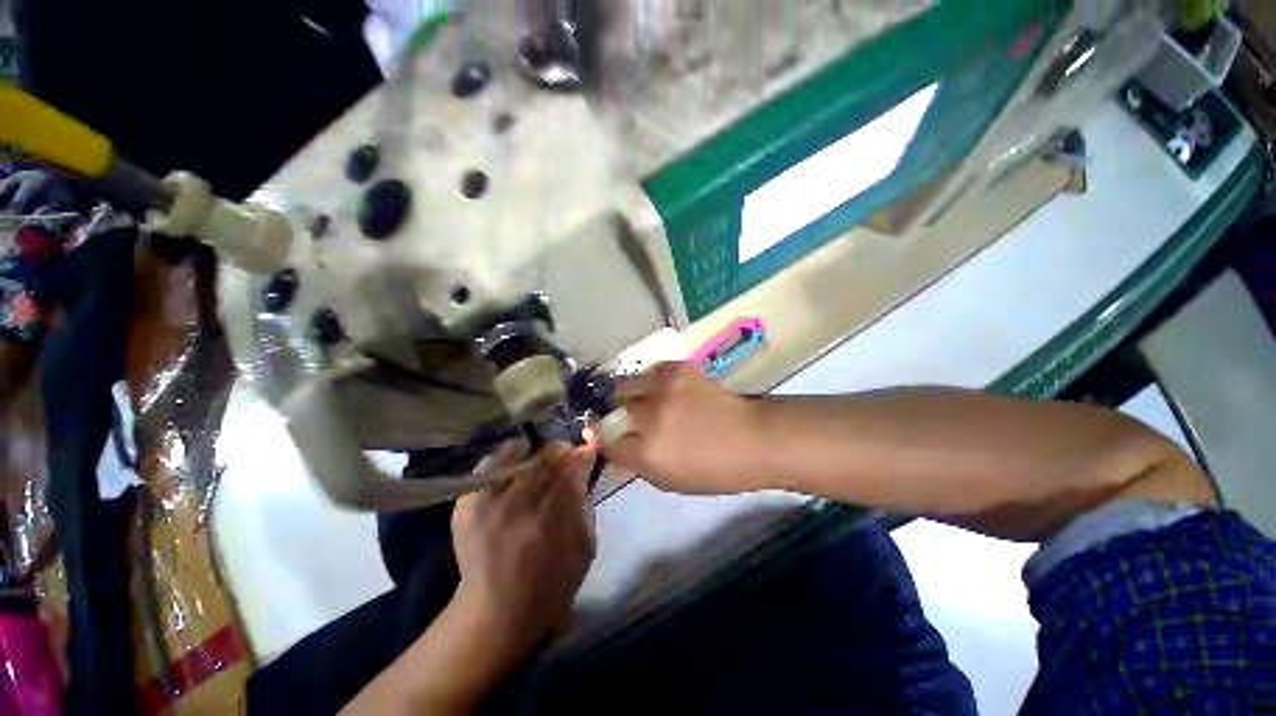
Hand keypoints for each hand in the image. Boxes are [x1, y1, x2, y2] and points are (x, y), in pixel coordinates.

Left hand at [341, 445, 595, 715]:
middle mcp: (514, 505)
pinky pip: (491, 463)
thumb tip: (584, 467)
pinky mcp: (464, 503)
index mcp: (548, 520)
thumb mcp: (583, 549)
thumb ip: (585, 504)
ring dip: (534, 455)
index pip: (569, 467)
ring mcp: (485, 502)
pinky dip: (508, 461)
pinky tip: (515, 475)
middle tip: (563, 460)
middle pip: (544, 455)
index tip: (585, 453)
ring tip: (538, 465)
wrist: (492, 614)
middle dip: (559, 453)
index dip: (580, 455)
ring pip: (517, 452)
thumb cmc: (549, 587)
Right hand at [601, 362, 766, 493]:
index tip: (612, 441)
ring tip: (646, 402)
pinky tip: (664, 391)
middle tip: (630, 421)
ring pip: (624, 384)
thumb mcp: (668, 481)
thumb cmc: (714, 470)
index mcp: (647, 451)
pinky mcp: (677, 368)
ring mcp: (663, 387)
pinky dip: (650, 382)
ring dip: (630, 396)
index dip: (607, 442)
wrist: (752, 437)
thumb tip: (612, 448)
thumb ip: (635, 464)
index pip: (605, 442)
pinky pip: (648, 371)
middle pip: (611, 409)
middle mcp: (650, 416)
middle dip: (616, 417)